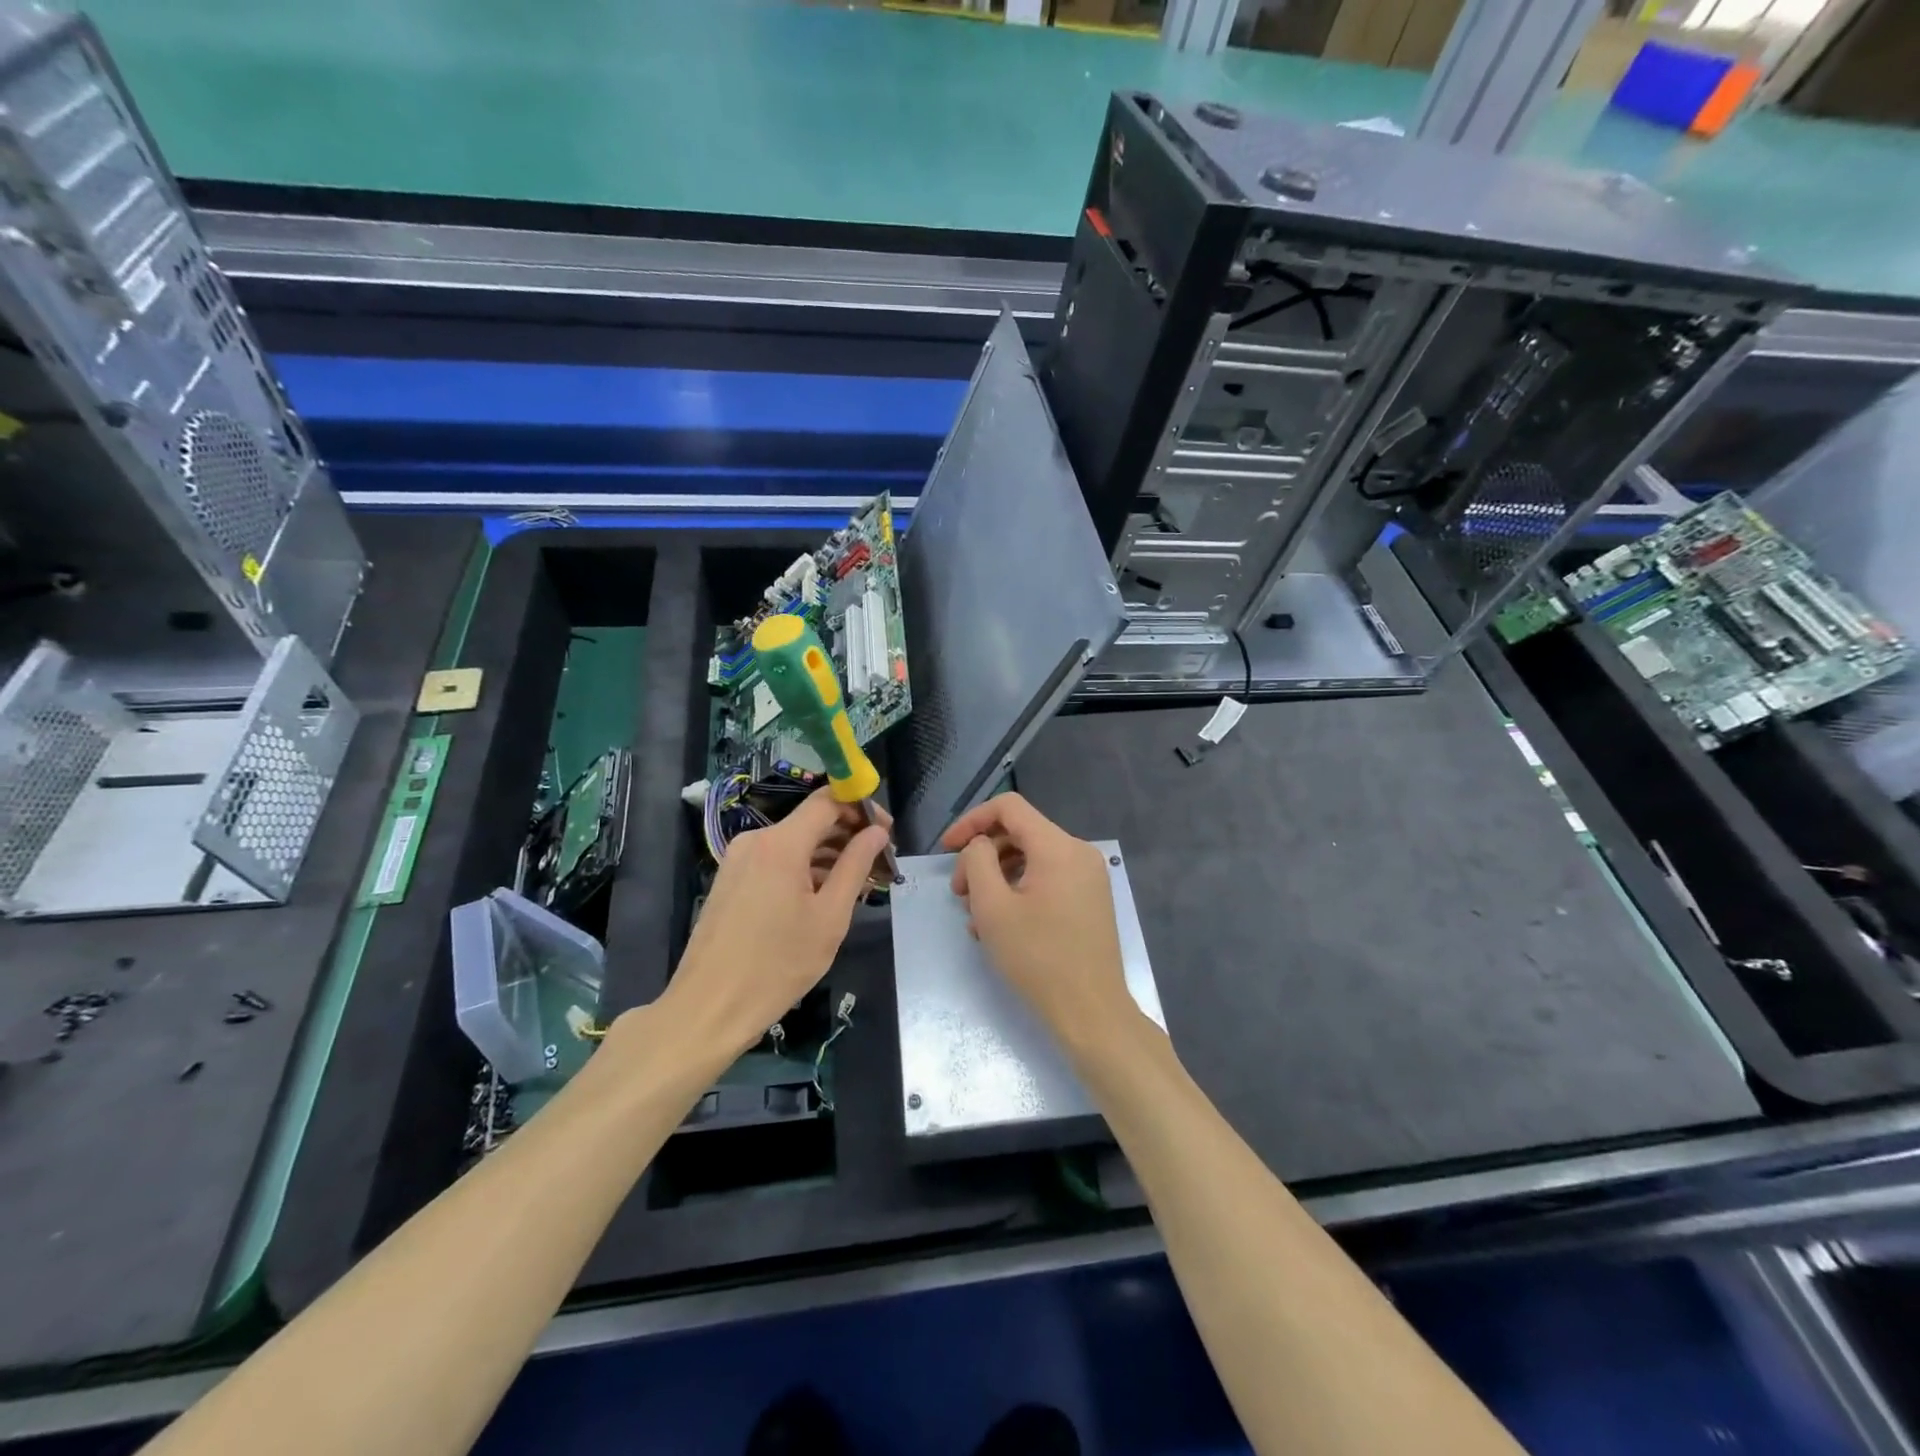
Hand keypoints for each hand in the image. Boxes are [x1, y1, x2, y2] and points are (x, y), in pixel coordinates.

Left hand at [660, 788, 888, 1058]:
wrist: (709, 1008)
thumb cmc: (777, 965)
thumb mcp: (830, 917)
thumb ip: (855, 866)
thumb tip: (877, 832)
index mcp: (781, 843)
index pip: (828, 801)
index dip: (861, 807)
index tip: (887, 831)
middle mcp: (756, 840)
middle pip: (811, 821)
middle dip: (849, 835)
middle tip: (880, 864)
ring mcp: (739, 859)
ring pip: (795, 842)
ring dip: (829, 855)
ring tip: (859, 885)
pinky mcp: (731, 880)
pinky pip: (777, 860)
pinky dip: (804, 869)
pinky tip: (825, 895)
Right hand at [940, 793, 1133, 1050]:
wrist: (1091, 1012)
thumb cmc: (1038, 958)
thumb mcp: (992, 908)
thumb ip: (977, 862)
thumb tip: (979, 846)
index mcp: (1058, 847)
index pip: (1009, 807)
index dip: (972, 821)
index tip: (947, 849)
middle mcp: (1078, 852)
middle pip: (1020, 833)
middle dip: (982, 857)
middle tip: (960, 894)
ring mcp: (1088, 877)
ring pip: (1032, 858)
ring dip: (998, 877)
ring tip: (977, 916)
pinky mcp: (1090, 899)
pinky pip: (1047, 878)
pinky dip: (1019, 891)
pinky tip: (1001, 926)